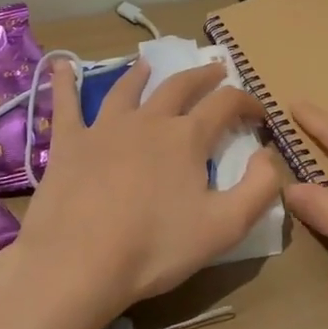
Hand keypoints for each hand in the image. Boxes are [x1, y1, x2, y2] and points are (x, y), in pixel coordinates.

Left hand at [11, 59, 280, 321]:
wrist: (77, 263)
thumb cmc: (155, 248)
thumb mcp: (225, 227)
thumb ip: (259, 188)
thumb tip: (267, 154)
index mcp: (187, 137)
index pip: (226, 104)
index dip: (247, 102)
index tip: (259, 111)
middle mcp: (149, 120)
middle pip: (180, 86)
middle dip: (202, 76)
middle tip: (215, 70)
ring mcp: (105, 128)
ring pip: (127, 90)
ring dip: (141, 75)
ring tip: (148, 65)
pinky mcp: (69, 143)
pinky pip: (66, 104)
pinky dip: (64, 82)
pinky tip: (60, 66)